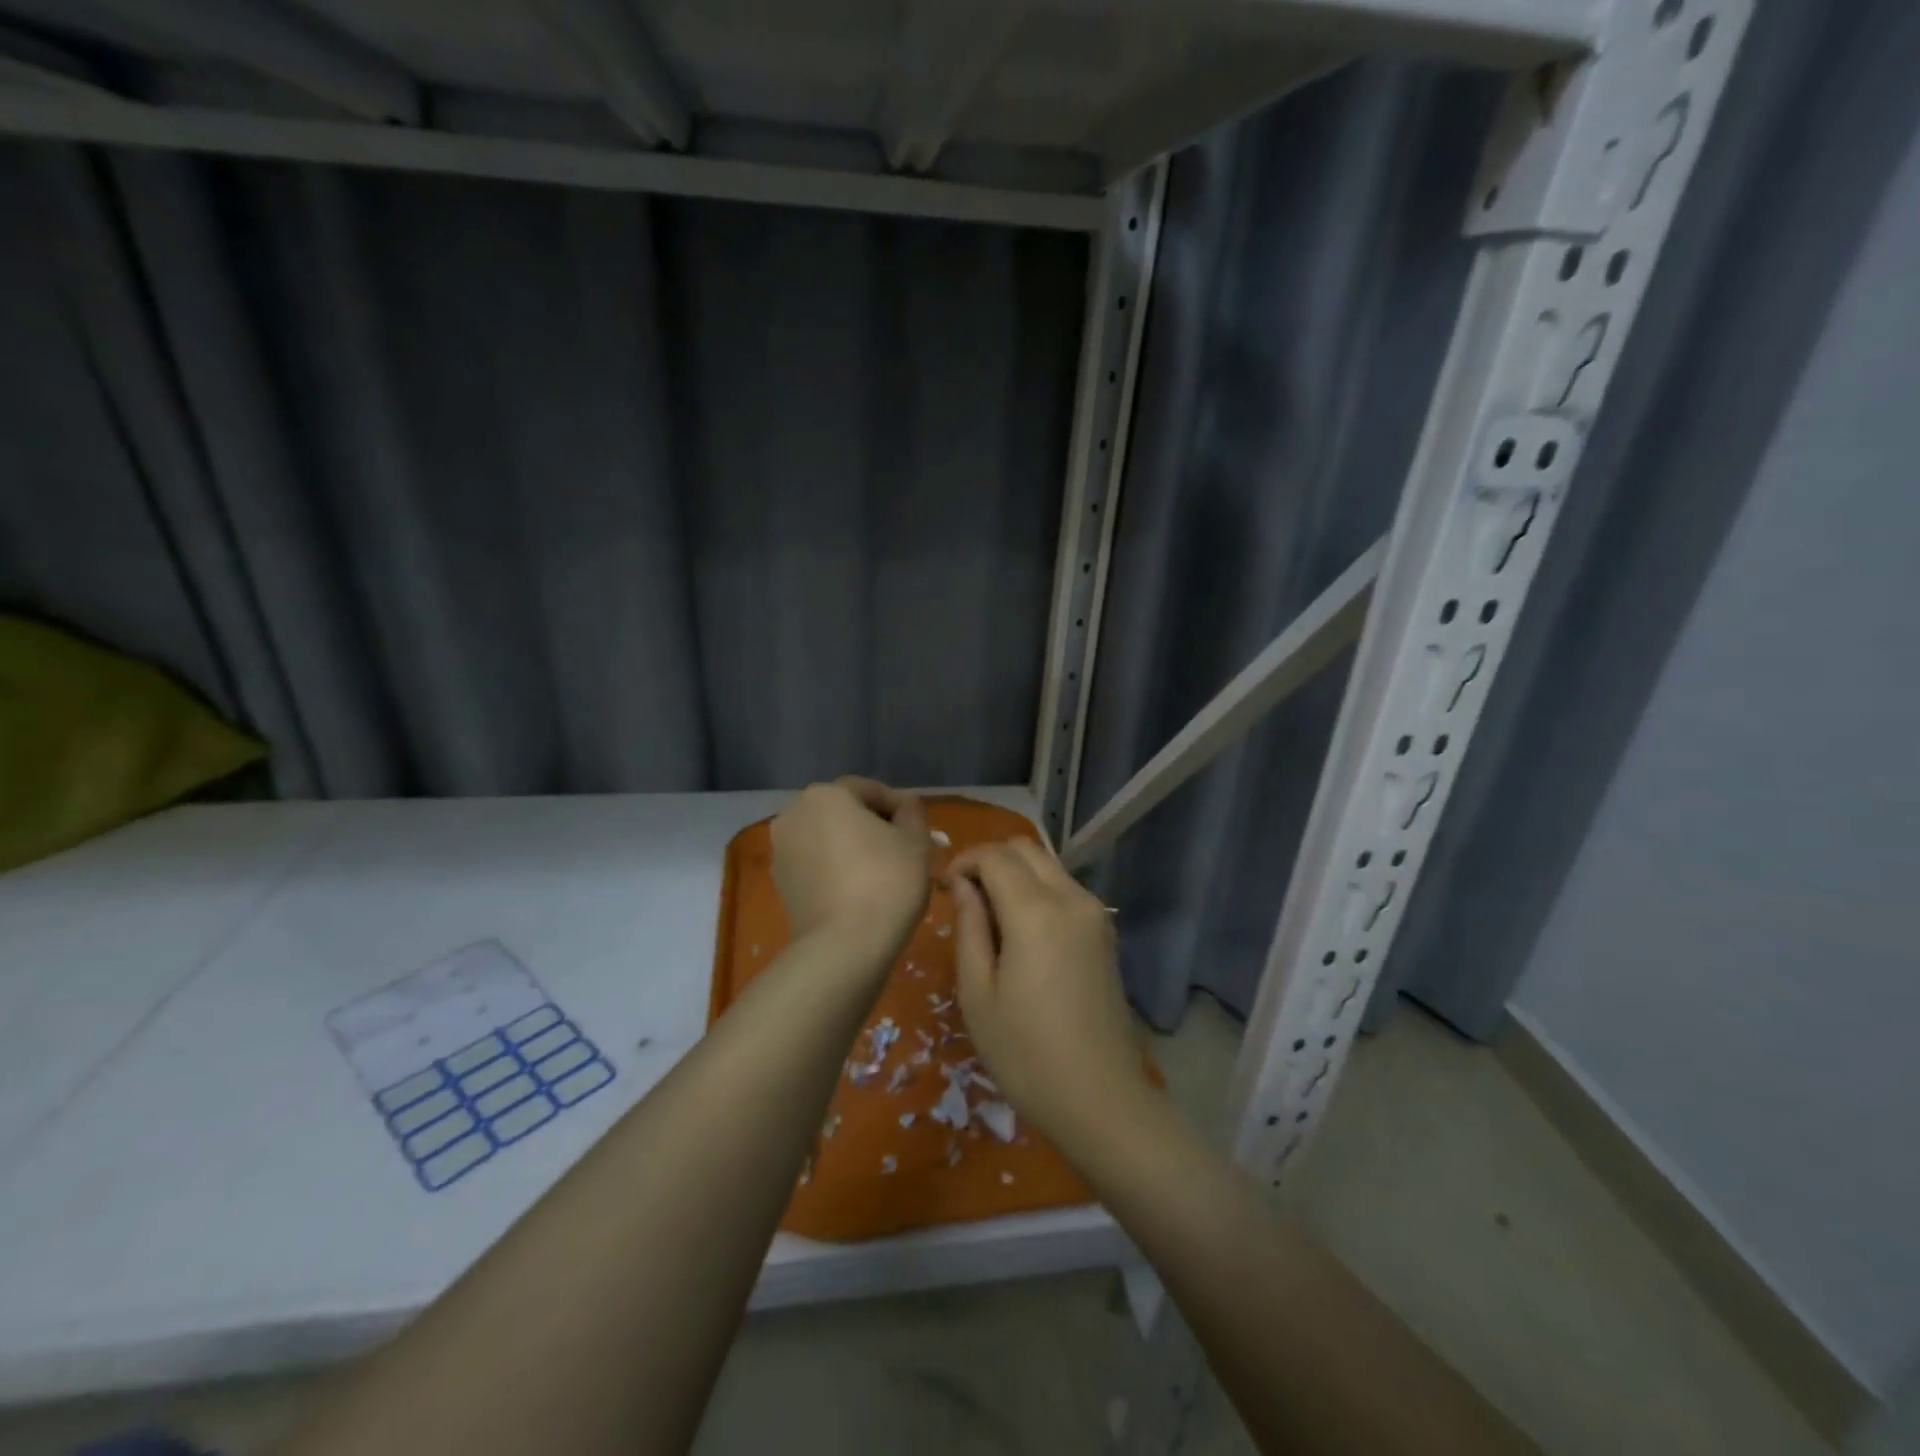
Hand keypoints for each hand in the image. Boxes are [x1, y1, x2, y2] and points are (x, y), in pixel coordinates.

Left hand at [771, 777, 930, 961]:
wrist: (844, 947)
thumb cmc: (886, 881)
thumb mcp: (915, 841)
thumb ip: (912, 813)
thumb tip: (905, 806)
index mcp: (825, 795)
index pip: (869, 790)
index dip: (899, 807)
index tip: (920, 830)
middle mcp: (794, 814)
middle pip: (844, 812)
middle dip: (873, 826)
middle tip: (904, 850)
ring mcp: (781, 851)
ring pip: (827, 839)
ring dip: (853, 848)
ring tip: (884, 872)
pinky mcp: (780, 884)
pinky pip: (816, 865)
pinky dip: (836, 869)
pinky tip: (860, 891)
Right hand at [946, 840, 1151, 1149]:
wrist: (1101, 1099)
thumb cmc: (1026, 1055)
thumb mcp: (978, 994)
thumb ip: (969, 929)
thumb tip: (964, 888)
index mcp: (1036, 912)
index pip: (994, 856)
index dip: (963, 863)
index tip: (944, 890)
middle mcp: (1072, 898)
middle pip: (1025, 848)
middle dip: (989, 860)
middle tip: (964, 897)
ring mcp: (1095, 914)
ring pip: (1048, 865)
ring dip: (1014, 874)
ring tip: (989, 917)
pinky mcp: (1105, 931)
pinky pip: (1064, 888)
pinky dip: (1037, 890)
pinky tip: (1021, 931)